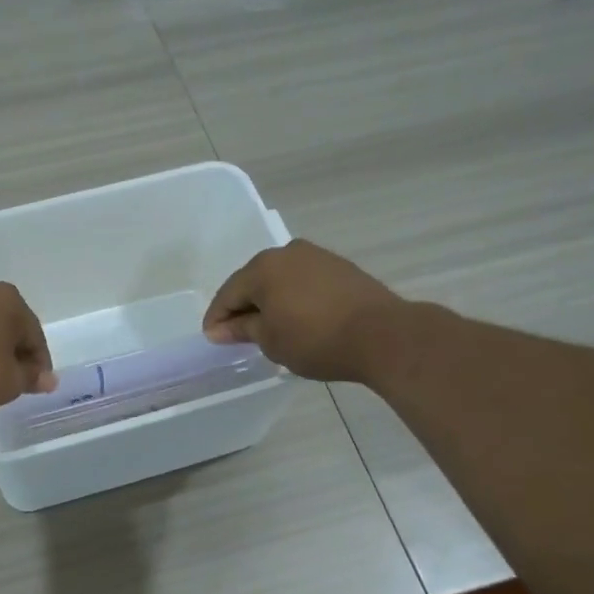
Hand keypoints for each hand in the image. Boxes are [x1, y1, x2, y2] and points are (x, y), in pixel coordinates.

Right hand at [203, 240, 409, 382]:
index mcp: (263, 268)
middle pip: (253, 281)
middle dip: (243, 306)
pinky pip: (302, 281)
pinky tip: (296, 317)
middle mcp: (287, 252)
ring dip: (269, 301)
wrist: (381, 335)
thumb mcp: (271, 340)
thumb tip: (219, 329)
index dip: (217, 318)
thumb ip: (242, 329)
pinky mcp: (339, 267)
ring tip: (267, 327)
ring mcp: (316, 256)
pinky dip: (293, 298)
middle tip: (237, 334)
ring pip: (280, 279)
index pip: (228, 293)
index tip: (212, 339)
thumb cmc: (315, 340)